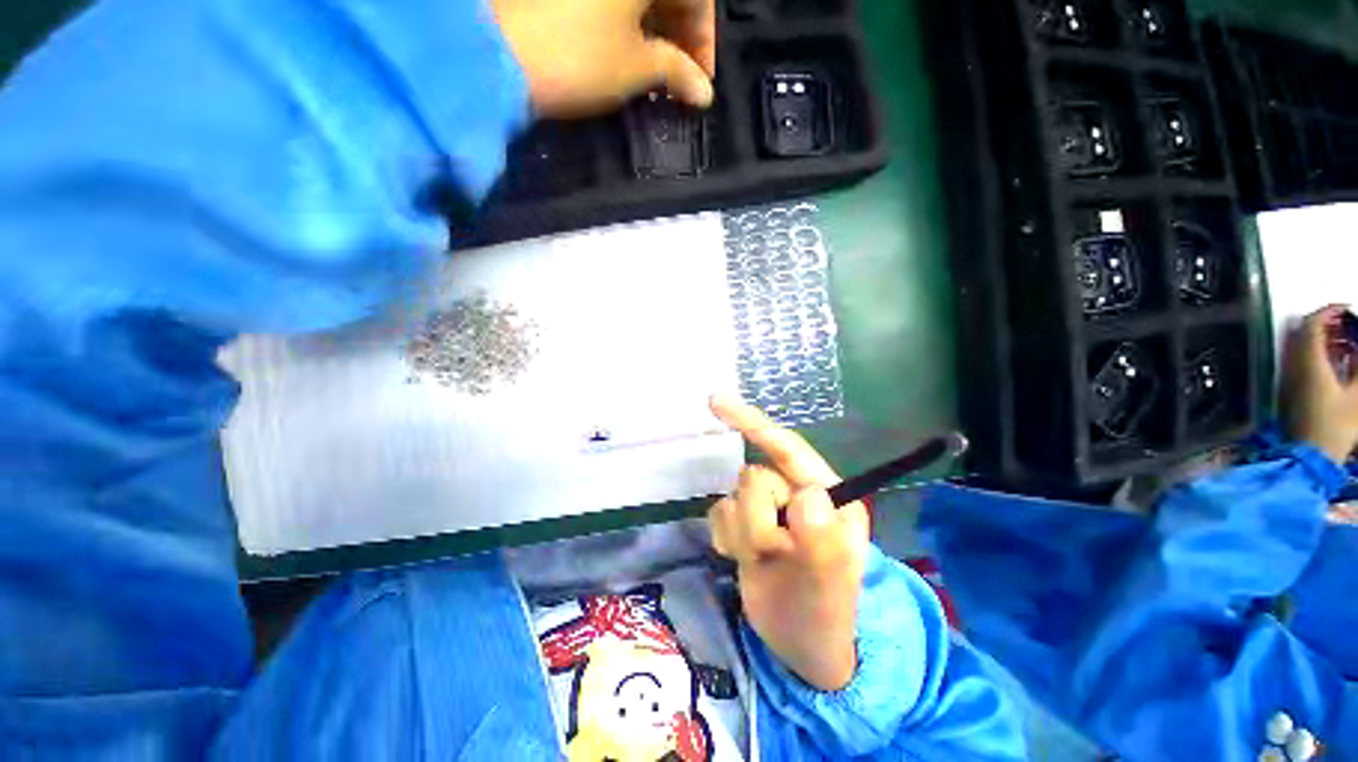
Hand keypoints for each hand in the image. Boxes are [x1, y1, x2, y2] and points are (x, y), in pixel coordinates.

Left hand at [492, 0, 715, 116]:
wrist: (498, 54)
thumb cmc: (580, 57)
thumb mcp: (636, 67)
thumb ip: (676, 73)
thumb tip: (703, 93)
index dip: (704, 41)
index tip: (703, 82)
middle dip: (681, 35)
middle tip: (681, 79)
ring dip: (656, 30)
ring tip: (657, 73)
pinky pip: (613, 1)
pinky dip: (629, 22)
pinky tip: (631, 51)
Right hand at [707, 394, 867, 691]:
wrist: (799, 646)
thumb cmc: (824, 613)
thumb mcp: (829, 585)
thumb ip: (822, 542)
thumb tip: (808, 497)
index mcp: (825, 494)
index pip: (785, 447)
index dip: (752, 423)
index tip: (715, 402)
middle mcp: (795, 493)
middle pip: (753, 478)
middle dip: (757, 521)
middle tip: (775, 554)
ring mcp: (767, 509)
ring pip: (733, 498)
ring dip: (742, 536)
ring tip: (763, 562)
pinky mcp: (743, 523)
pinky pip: (719, 513)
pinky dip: (727, 539)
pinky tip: (744, 560)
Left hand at [1282, 305, 1357, 463]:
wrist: (1311, 455)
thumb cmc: (1336, 426)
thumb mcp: (1357, 395)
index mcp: (1310, 364)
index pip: (1311, 326)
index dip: (1327, 312)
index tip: (1346, 307)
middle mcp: (1295, 367)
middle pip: (1304, 334)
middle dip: (1327, 323)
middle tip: (1349, 323)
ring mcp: (1291, 379)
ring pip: (1303, 348)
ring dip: (1324, 339)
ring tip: (1348, 340)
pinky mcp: (1292, 391)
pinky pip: (1303, 363)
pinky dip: (1320, 354)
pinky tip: (1338, 360)